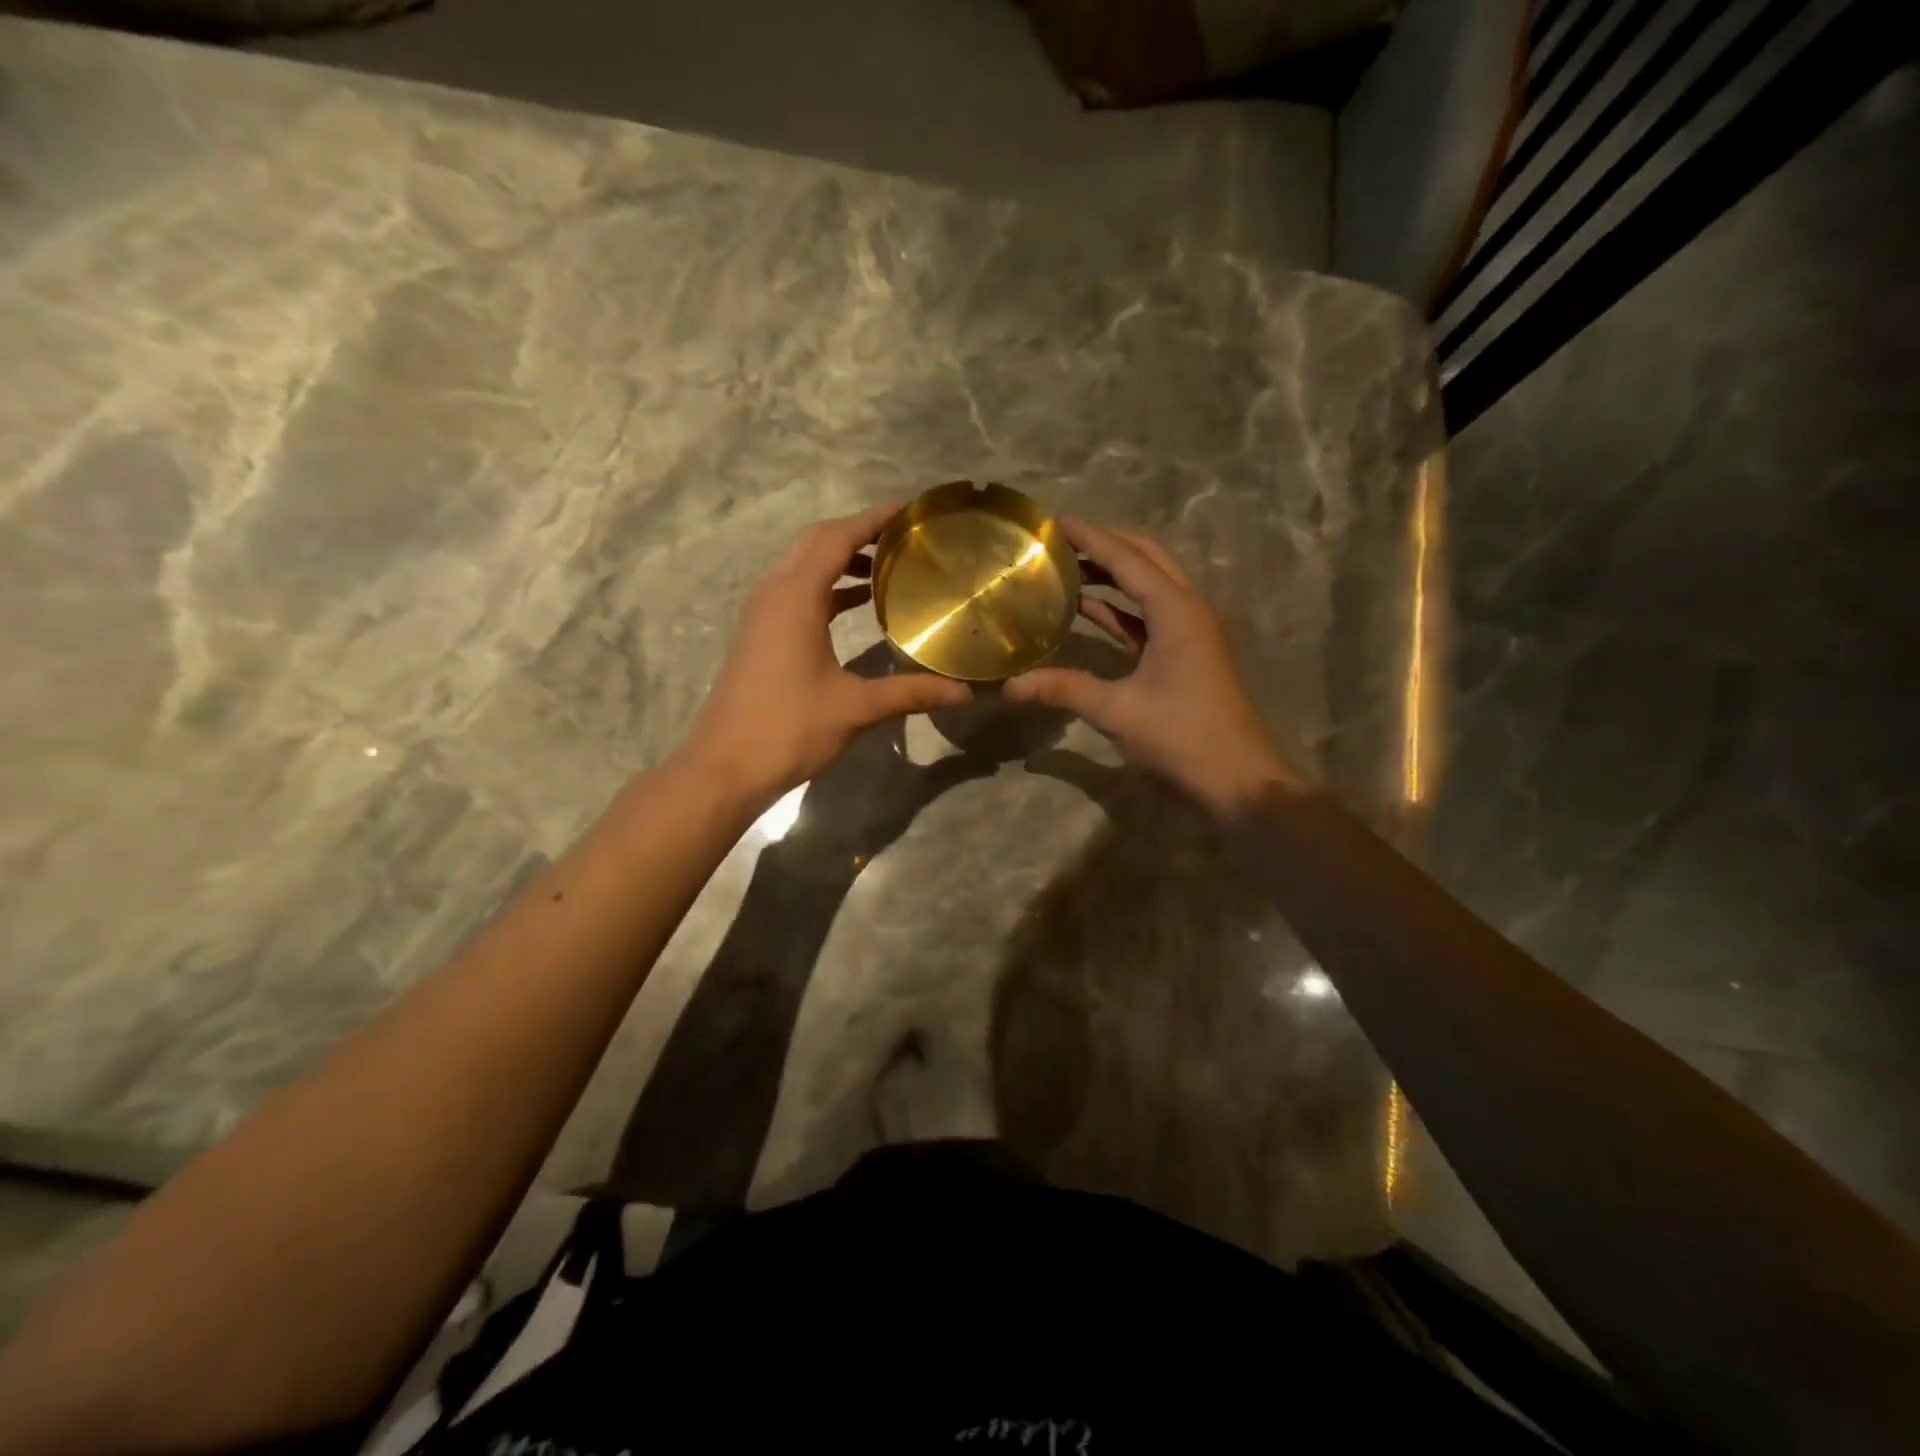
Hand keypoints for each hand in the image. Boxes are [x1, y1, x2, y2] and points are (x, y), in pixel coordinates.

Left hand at [682, 505, 971, 809]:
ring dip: (838, 558)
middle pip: (814, 542)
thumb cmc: (789, 729)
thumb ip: (910, 693)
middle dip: (856, 532)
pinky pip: (793, 591)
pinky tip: (854, 605)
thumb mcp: (855, 708)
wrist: (725, 767)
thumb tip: (964, 692)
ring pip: (800, 566)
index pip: (836, 538)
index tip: (908, 511)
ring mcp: (760, 614)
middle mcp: (773, 593)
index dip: (872, 519)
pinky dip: (824, 585)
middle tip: (900, 538)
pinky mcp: (758, 635)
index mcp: (795, 597)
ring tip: (885, 567)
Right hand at [1004, 518, 1298, 814]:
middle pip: (1145, 558)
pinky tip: (1087, 608)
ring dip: (1113, 572)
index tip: (1053, 522)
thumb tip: (1009, 687)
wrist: (1238, 777)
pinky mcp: (1186, 652)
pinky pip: (1149, 615)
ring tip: (1067, 567)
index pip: (1127, 558)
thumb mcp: (1117, 711)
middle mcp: (1187, 608)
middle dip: (1105, 544)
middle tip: (1060, 541)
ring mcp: (1190, 631)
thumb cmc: (1182, 737)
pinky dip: (1120, 607)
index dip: (1090, 537)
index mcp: (1175, 610)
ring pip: (1149, 585)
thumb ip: (1063, 689)